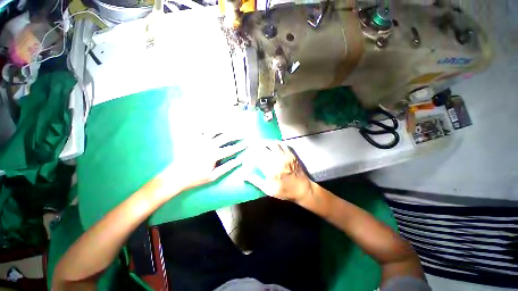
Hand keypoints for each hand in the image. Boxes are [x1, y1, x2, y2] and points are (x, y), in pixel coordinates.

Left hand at [157, 132, 246, 195]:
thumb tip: (239, 161)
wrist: (175, 177)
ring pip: (215, 129)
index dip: (241, 145)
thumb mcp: (213, 176)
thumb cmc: (195, 178)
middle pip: (226, 136)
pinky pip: (201, 128)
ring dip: (225, 126)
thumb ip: (227, 167)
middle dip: (238, 133)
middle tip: (246, 131)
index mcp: (214, 155)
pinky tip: (214, 122)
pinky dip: (208, 124)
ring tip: (233, 124)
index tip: (248, 143)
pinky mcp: (193, 139)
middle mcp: (209, 144)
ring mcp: (200, 140)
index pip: (232, 148)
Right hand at [245, 141, 313, 202]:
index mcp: (270, 170)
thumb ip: (256, 181)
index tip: (247, 155)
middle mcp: (277, 160)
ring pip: (272, 143)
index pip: (256, 157)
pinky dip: (275, 142)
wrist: (303, 189)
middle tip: (252, 147)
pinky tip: (272, 144)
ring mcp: (285, 155)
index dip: (250, 155)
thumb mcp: (268, 189)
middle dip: (255, 146)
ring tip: (261, 144)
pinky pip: (282, 144)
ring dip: (265, 143)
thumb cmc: (285, 191)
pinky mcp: (290, 154)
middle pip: (263, 148)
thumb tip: (244, 176)